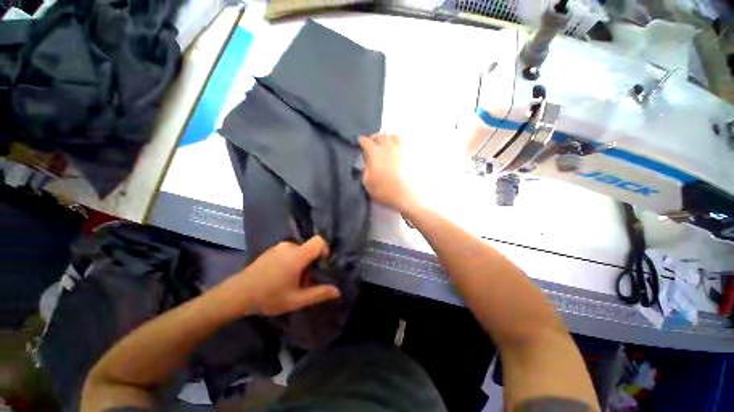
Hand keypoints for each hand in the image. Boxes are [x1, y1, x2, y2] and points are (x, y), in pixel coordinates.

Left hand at [218, 236, 340, 316]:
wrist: (236, 295)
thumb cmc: (268, 297)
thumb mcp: (296, 300)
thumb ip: (318, 294)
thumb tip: (337, 292)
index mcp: (297, 256)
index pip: (318, 241)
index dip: (324, 250)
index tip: (321, 265)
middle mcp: (289, 246)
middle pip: (309, 248)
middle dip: (311, 263)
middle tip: (305, 281)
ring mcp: (278, 247)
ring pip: (299, 251)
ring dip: (301, 263)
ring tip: (292, 281)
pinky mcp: (271, 250)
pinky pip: (289, 251)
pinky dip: (291, 261)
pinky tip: (281, 277)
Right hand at [360, 133, 417, 212]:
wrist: (407, 196)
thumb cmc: (385, 191)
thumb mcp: (367, 183)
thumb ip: (364, 170)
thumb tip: (366, 163)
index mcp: (375, 153)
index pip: (366, 141)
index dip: (362, 141)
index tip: (361, 144)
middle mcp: (388, 147)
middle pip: (380, 135)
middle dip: (375, 138)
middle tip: (373, 144)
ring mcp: (402, 150)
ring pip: (394, 136)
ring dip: (388, 138)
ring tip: (387, 145)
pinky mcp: (412, 155)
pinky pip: (406, 143)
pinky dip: (400, 144)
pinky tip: (399, 150)